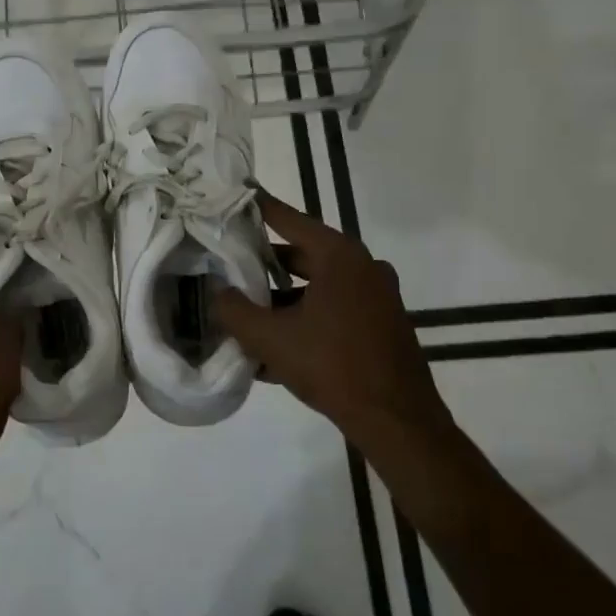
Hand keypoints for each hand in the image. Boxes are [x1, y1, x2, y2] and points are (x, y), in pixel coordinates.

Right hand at [215, 192, 451, 452]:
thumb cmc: (332, 366)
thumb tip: (218, 292)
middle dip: (264, 263)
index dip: (260, 208)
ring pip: (316, 286)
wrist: (397, 422)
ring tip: (244, 313)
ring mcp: (376, 297)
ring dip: (281, 299)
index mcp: (340, 257)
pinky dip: (304, 319)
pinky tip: (273, 348)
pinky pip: (333, 310)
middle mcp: (363, 267)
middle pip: (302, 254)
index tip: (237, 193)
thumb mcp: (270, 338)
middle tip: (228, 262)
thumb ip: (234, 309)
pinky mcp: (381, 324)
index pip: (290, 220)